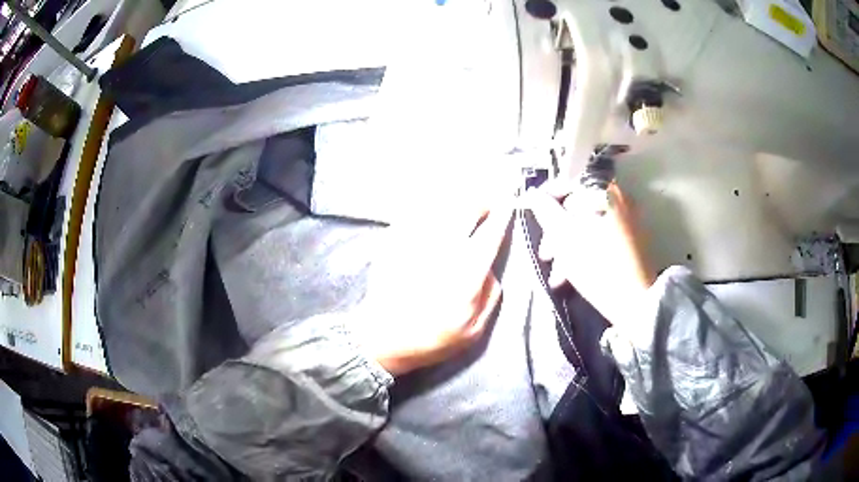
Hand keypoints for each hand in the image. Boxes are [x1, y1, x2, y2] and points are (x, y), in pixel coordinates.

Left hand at [354, 203, 512, 375]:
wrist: (382, 338)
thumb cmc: (431, 338)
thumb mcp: (474, 330)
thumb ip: (490, 294)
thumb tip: (488, 265)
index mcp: (466, 275)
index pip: (491, 234)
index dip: (503, 214)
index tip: (509, 202)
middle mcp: (442, 251)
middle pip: (466, 208)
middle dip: (481, 201)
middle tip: (486, 204)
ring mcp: (414, 242)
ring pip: (441, 206)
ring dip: (457, 202)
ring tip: (463, 205)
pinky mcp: (393, 240)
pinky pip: (417, 213)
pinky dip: (431, 208)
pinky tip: (434, 214)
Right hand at [527, 182, 654, 327]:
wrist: (636, 301)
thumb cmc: (597, 265)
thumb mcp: (564, 237)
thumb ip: (546, 210)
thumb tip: (533, 193)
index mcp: (603, 191)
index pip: (568, 182)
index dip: (546, 198)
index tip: (533, 215)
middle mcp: (618, 198)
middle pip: (577, 207)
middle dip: (557, 231)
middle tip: (546, 255)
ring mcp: (627, 218)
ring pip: (587, 224)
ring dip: (568, 245)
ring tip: (557, 274)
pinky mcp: (632, 238)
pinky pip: (601, 235)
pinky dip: (585, 249)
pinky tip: (573, 274)